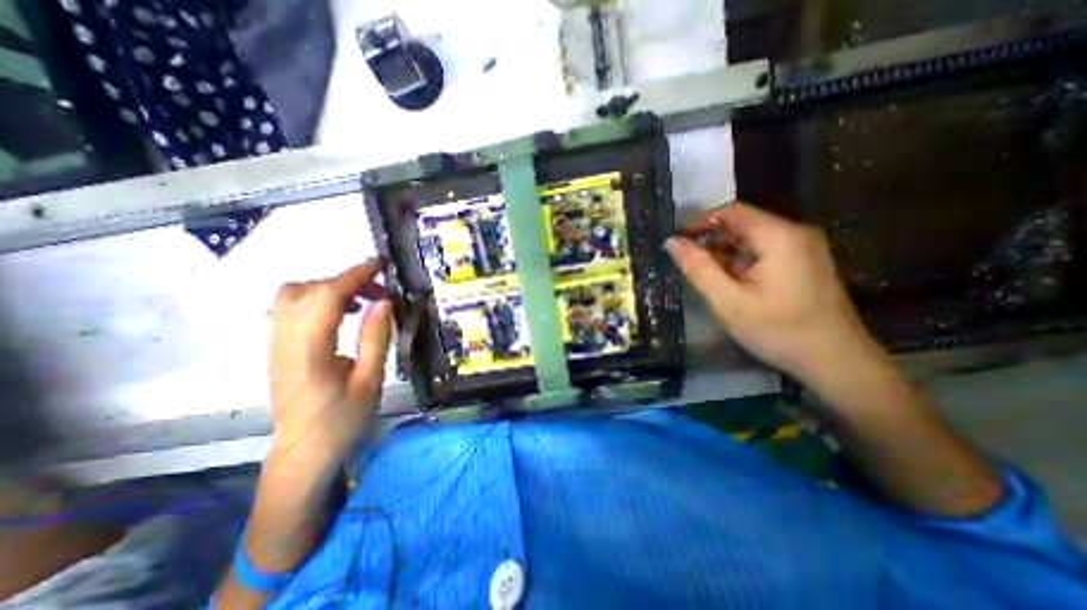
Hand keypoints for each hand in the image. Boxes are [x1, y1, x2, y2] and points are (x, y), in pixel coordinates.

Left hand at [267, 259, 394, 478]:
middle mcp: (285, 341)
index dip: (354, 275)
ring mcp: (276, 344)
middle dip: (344, 280)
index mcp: (310, 351)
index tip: (380, 265)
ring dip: (331, 287)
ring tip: (363, 300)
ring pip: (294, 295)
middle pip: (305, 289)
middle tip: (378, 291)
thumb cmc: (343, 420)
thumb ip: (375, 337)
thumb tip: (384, 302)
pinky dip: (319, 299)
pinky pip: (292, 308)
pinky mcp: (278, 348)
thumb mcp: (370, 381)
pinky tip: (343, 313)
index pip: (327, 297)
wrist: (303, 451)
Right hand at [668, 205, 885, 385]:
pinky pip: (764, 253)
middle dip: (712, 242)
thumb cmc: (779, 330)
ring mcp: (803, 248)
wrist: (836, 362)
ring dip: (726, 255)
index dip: (700, 223)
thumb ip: (698, 268)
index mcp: (778, 236)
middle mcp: (795, 233)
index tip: (679, 244)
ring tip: (710, 282)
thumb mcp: (729, 301)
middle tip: (691, 268)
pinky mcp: (805, 263)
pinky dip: (742, 264)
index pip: (731, 212)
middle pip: (742, 225)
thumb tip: (671, 242)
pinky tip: (733, 287)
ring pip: (752, 240)